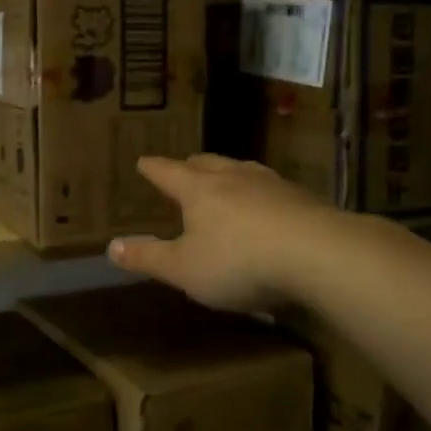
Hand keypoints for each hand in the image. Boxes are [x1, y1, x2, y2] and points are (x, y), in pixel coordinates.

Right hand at [108, 154, 328, 312]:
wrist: (319, 255)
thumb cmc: (239, 261)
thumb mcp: (184, 269)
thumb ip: (149, 259)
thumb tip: (111, 247)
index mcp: (199, 189)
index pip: (168, 172)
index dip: (154, 169)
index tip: (143, 161)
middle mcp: (233, 177)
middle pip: (207, 162)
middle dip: (191, 165)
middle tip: (183, 166)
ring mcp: (271, 184)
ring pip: (242, 169)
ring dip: (228, 172)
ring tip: (225, 177)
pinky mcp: (303, 198)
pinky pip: (272, 188)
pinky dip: (259, 192)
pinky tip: (267, 204)